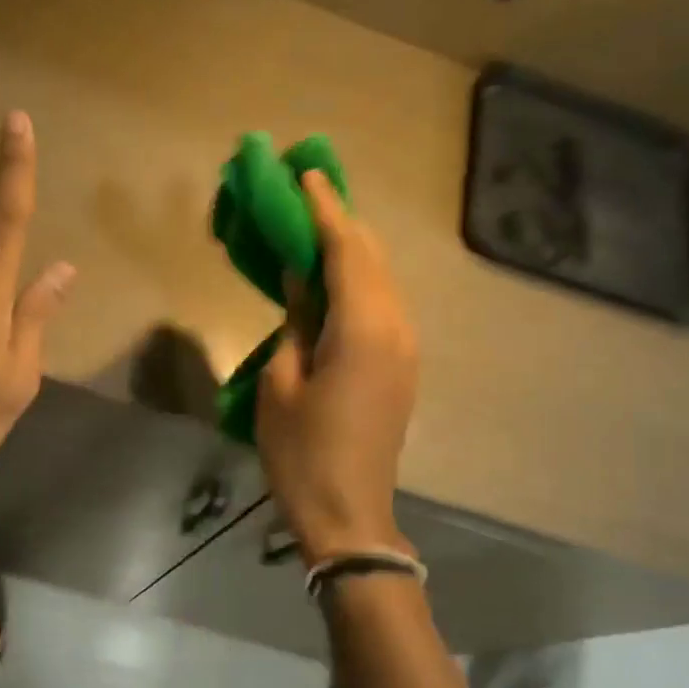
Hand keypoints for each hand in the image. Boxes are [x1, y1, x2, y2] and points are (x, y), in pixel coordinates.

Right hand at [257, 171, 418, 563]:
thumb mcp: (282, 382)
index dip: (325, 209)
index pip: (346, 250)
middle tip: (309, 191)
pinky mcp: (403, 364)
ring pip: (383, 278)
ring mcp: (406, 346)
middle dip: (342, 220)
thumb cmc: (302, 453)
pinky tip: (337, 275)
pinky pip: (384, 303)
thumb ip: (297, 320)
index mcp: (363, 329)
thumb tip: (302, 277)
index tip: (305, 173)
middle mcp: (396, 327)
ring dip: (352, 248)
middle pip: (372, 257)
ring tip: (319, 224)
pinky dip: (360, 278)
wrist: (349, 513)